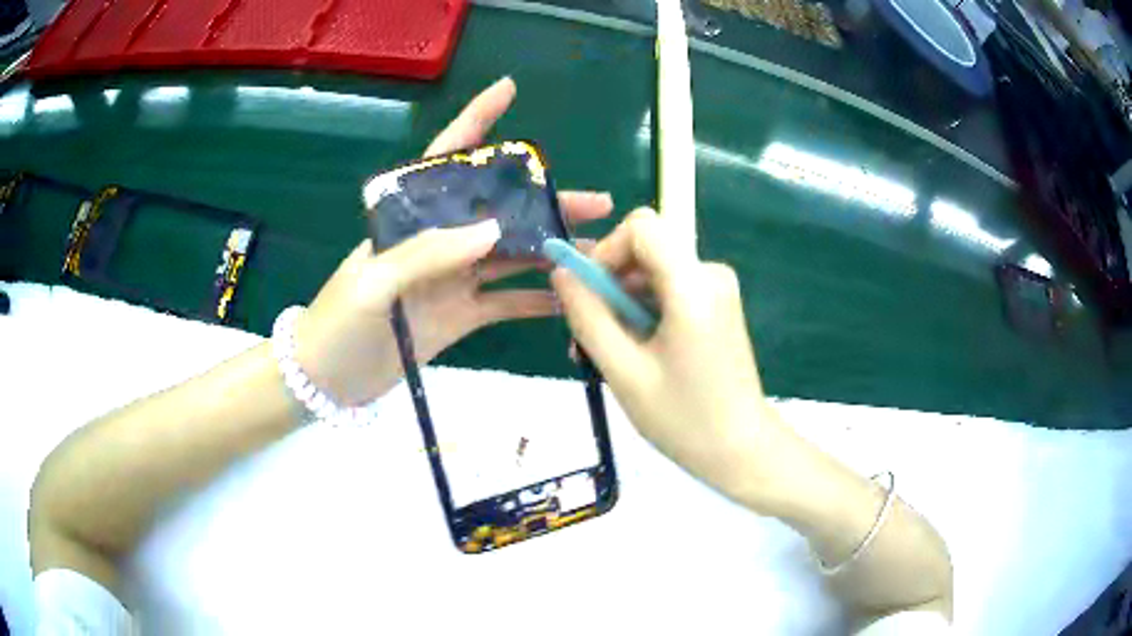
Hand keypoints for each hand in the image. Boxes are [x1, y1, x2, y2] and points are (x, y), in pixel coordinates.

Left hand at [296, 77, 612, 405]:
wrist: (328, 380)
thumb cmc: (337, 323)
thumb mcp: (372, 282)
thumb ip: (427, 253)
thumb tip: (494, 230)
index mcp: (410, 219)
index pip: (445, 158)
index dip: (475, 121)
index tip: (507, 90)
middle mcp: (437, 242)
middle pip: (498, 210)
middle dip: (544, 200)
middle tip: (597, 203)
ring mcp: (452, 280)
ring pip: (510, 256)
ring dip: (550, 250)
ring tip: (593, 249)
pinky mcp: (461, 317)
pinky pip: (505, 303)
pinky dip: (536, 300)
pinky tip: (567, 299)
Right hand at [551, 208, 774, 494]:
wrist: (742, 450)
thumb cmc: (684, 419)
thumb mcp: (624, 371)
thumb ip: (589, 317)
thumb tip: (561, 274)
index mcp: (693, 285)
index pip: (642, 226)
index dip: (606, 250)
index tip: (590, 295)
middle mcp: (710, 274)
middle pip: (645, 250)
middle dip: (609, 284)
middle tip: (587, 336)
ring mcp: (717, 289)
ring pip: (652, 273)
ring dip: (622, 305)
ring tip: (604, 355)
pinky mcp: (717, 305)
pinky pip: (668, 290)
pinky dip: (643, 313)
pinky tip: (632, 354)